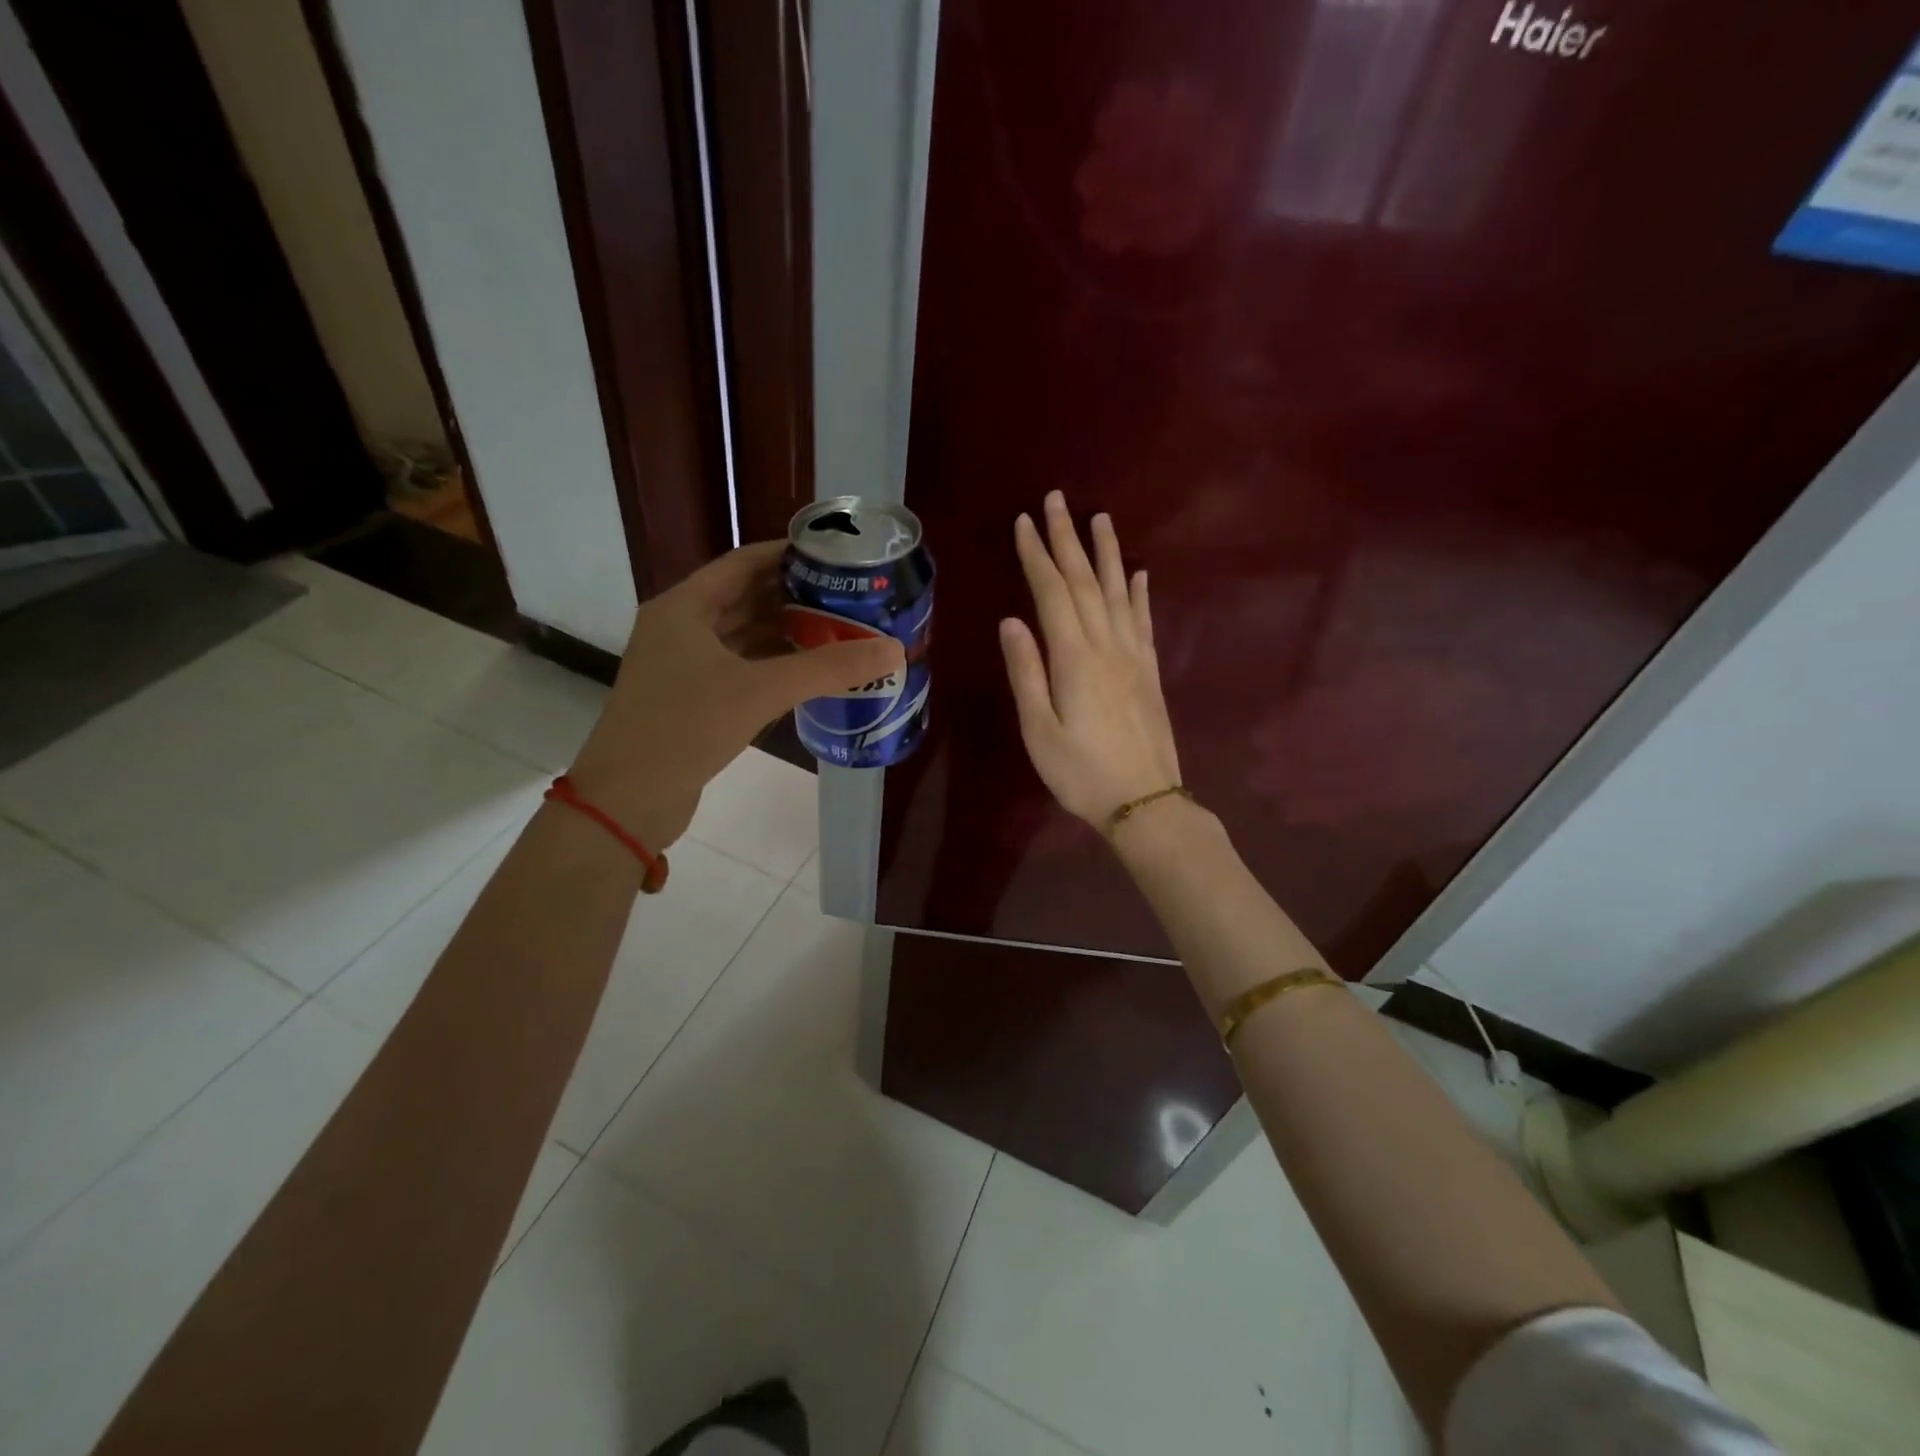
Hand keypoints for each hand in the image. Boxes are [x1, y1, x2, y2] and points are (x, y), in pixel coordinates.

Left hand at [569, 541, 902, 847]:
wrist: (627, 799)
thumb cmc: (685, 727)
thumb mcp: (760, 690)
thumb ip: (827, 669)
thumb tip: (893, 650)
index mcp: (684, 607)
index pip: (743, 563)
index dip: (787, 555)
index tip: (834, 556)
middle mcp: (680, 628)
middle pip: (744, 598)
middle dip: (794, 595)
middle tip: (847, 595)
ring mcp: (683, 666)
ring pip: (743, 635)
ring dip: (785, 632)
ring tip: (838, 629)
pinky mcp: (691, 699)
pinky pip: (740, 667)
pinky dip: (772, 665)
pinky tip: (808, 671)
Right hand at [1000, 491, 1181, 826]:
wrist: (1145, 802)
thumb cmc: (1081, 773)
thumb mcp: (1040, 730)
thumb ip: (1027, 673)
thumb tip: (1011, 621)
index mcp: (1074, 658)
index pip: (1052, 593)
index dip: (1037, 555)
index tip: (1024, 521)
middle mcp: (1107, 646)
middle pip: (1086, 581)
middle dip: (1068, 539)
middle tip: (1057, 500)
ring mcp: (1134, 656)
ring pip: (1120, 591)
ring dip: (1107, 553)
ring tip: (1100, 518)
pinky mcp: (1150, 671)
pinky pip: (1145, 620)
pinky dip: (1140, 592)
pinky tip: (1139, 573)